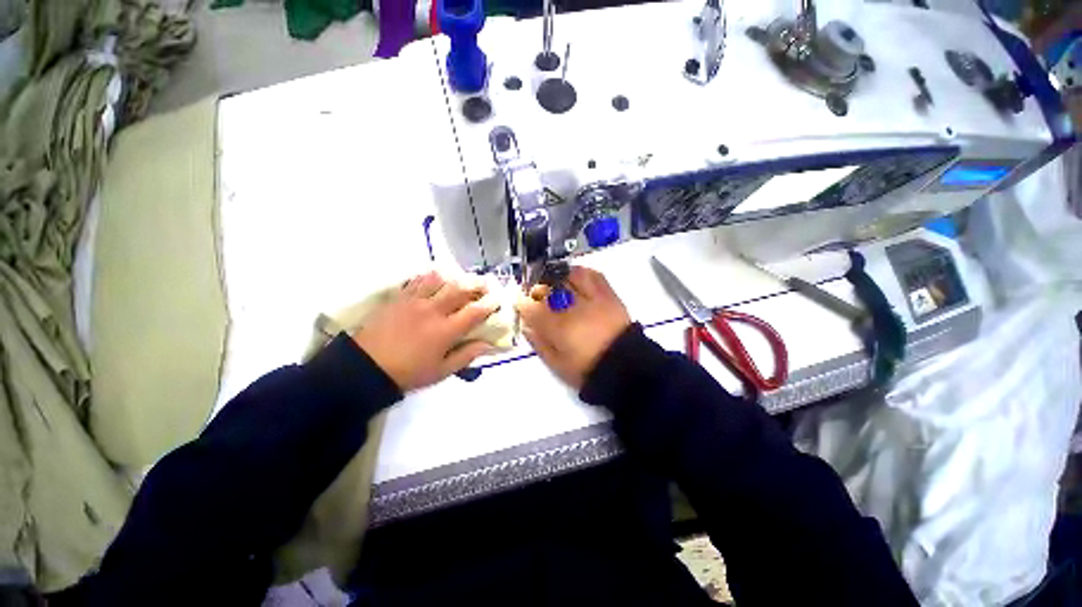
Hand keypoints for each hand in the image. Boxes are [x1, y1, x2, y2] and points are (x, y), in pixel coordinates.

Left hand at [353, 271, 498, 390]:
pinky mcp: (399, 298)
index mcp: (445, 331)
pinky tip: (435, 278)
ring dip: (454, 277)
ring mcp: (414, 301)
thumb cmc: (408, 373)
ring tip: (461, 279)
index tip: (498, 299)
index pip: (474, 312)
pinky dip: (430, 276)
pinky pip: (417, 280)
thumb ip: (466, 356)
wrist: (365, 368)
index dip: (490, 304)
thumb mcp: (441, 372)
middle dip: (476, 284)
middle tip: (485, 283)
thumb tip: (488, 344)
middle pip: (459, 289)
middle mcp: (433, 311)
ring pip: (439, 280)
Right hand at [515, 267, 631, 389]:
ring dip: (557, 277)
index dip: (522, 303)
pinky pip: (592, 275)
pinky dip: (580, 273)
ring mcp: (592, 298)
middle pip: (548, 287)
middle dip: (537, 288)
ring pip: (568, 276)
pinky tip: (575, 278)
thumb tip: (526, 324)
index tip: (521, 303)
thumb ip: (539, 342)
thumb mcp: (557, 363)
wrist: (625, 366)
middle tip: (536, 294)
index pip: (531, 307)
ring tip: (554, 283)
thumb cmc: (587, 368)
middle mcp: (573, 307)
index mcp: (559, 327)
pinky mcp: (608, 295)